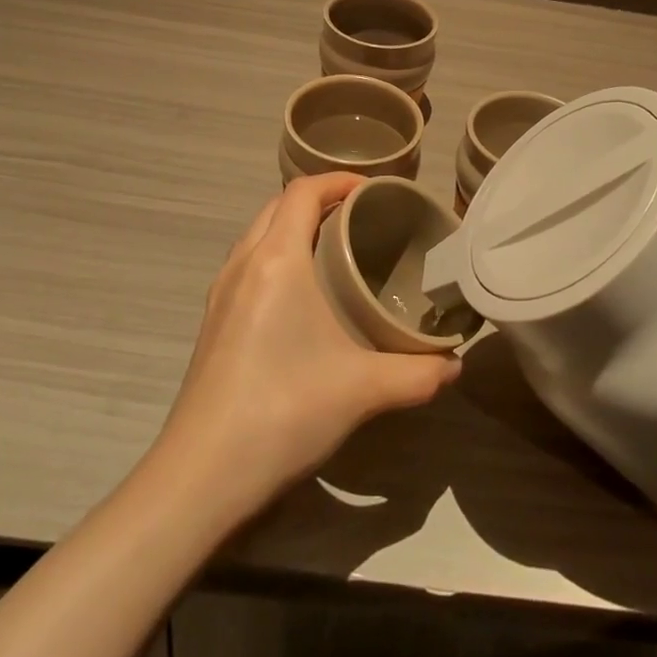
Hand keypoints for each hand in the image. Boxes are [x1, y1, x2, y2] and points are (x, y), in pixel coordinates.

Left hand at [153, 173, 460, 520]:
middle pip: (278, 205)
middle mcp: (243, 263)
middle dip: (319, 200)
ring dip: (293, 227)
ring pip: (258, 234)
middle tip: (361, 219)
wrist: (200, 476)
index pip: (302, 191)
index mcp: (276, 259)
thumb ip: (419, 373)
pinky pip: (248, 264)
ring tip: (335, 250)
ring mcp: (221, 293)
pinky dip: (276, 256)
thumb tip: (455, 365)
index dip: (339, 180)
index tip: (375, 191)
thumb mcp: (363, 390)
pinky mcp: (212, 322)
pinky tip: (302, 297)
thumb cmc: (283, 411)